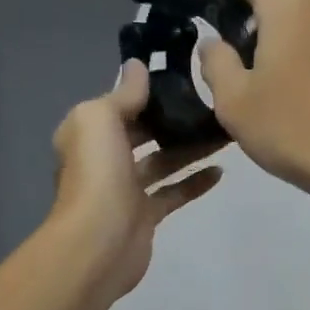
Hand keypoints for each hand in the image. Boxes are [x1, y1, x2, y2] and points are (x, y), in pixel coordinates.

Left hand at [50, 62, 223, 299]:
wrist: (98, 242)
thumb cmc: (97, 173)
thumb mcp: (101, 118)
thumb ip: (123, 93)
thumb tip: (137, 66)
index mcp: (86, 133)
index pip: (118, 105)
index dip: (145, 92)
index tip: (181, 77)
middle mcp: (103, 159)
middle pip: (142, 134)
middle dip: (172, 120)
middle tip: (209, 105)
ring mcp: (124, 190)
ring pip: (162, 162)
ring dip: (190, 148)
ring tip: (222, 133)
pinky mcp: (145, 216)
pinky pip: (173, 193)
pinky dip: (194, 182)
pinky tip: (220, 171)